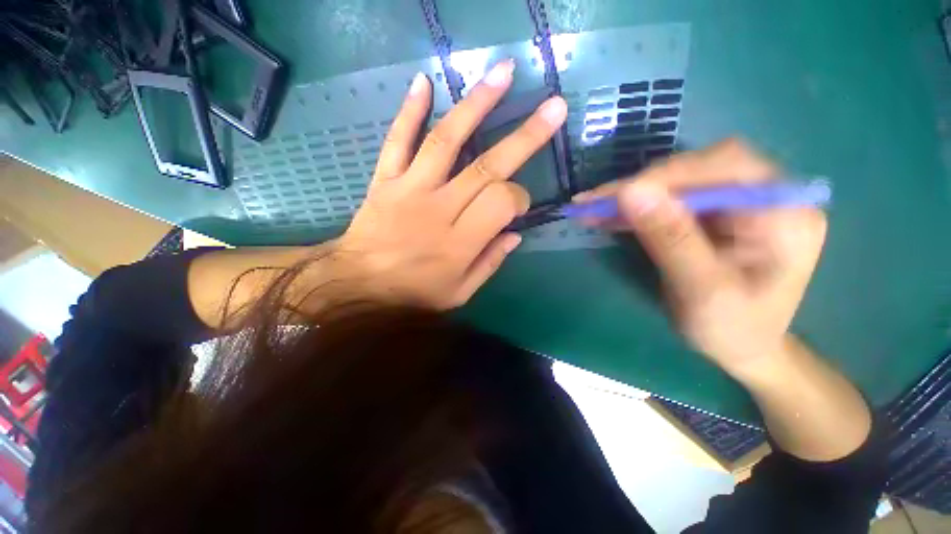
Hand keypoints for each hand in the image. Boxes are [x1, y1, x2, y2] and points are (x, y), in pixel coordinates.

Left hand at [334, 60, 567, 308]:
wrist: (358, 286)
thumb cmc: (414, 294)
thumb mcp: (459, 292)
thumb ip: (490, 263)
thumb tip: (515, 234)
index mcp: (460, 242)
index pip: (501, 202)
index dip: (519, 197)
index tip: (519, 203)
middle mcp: (439, 209)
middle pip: (486, 166)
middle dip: (524, 136)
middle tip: (553, 108)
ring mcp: (410, 189)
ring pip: (446, 140)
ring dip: (476, 105)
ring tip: (503, 73)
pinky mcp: (386, 180)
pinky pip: (397, 140)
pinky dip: (409, 110)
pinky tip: (424, 82)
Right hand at [576, 140, 826, 374]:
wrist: (742, 346)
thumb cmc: (733, 329)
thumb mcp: (703, 291)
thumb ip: (671, 239)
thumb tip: (630, 192)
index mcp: (784, 212)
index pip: (725, 167)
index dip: (666, 176)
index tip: (615, 197)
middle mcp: (764, 195)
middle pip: (696, 167)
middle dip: (640, 185)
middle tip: (593, 202)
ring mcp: (735, 201)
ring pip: (675, 181)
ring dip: (629, 195)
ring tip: (590, 207)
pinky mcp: (710, 212)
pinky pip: (666, 199)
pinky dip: (633, 206)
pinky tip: (606, 214)